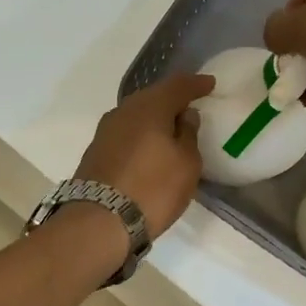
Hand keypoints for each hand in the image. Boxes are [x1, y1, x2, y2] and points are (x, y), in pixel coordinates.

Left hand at [73, 73, 215, 236]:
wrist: (99, 221)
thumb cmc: (153, 189)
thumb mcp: (186, 164)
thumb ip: (188, 135)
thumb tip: (184, 116)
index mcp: (150, 107)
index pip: (177, 86)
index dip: (196, 84)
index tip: (210, 84)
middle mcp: (124, 111)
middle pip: (152, 97)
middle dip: (172, 99)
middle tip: (190, 106)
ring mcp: (105, 131)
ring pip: (136, 115)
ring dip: (154, 118)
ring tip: (170, 129)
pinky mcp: (95, 151)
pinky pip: (125, 133)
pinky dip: (140, 135)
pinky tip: (148, 147)